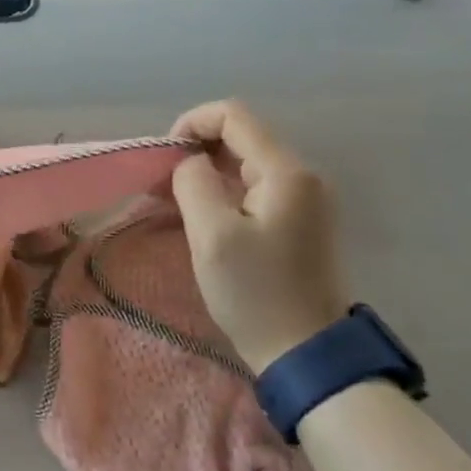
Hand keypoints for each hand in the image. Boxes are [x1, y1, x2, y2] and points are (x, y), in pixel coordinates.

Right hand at [168, 99, 346, 372]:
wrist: (307, 355)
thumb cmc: (256, 292)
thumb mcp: (212, 235)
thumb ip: (194, 181)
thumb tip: (190, 162)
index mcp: (285, 171)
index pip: (233, 115)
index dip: (191, 123)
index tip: (165, 157)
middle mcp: (301, 175)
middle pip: (240, 134)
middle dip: (196, 148)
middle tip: (162, 182)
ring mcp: (304, 198)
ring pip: (245, 160)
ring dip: (206, 170)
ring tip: (173, 198)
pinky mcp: (298, 220)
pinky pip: (254, 185)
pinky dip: (222, 189)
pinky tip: (200, 213)